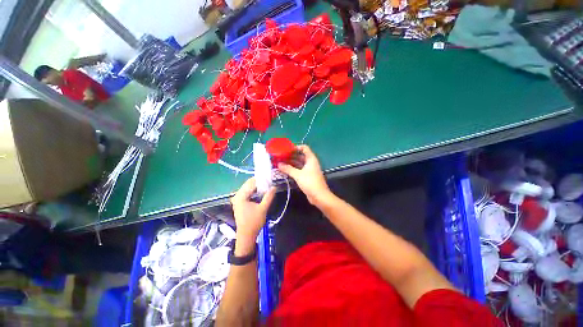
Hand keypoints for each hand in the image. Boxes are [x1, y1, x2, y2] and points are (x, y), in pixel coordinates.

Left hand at [231, 177, 275, 244]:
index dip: (260, 179)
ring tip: (267, 185)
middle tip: (269, 181)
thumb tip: (274, 187)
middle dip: (259, 182)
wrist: (246, 235)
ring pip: (248, 188)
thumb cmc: (254, 222)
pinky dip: (254, 191)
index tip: (269, 177)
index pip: (251, 183)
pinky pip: (247, 193)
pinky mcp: (239, 203)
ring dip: (257, 186)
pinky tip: (261, 191)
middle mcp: (237, 196)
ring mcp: (237, 199)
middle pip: (248, 184)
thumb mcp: (263, 208)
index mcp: (240, 196)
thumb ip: (268, 197)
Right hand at [277, 145, 330, 204]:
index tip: (286, 149)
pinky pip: (299, 170)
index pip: (304, 148)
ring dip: (291, 163)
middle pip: (300, 156)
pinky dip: (293, 169)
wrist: (319, 196)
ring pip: (299, 163)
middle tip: (281, 156)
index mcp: (311, 159)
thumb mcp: (298, 175)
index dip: (296, 147)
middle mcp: (311, 163)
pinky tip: (285, 170)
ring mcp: (309, 170)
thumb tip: (279, 164)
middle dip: (291, 156)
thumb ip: (288, 169)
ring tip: (281, 163)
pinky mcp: (307, 176)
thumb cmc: (310, 182)